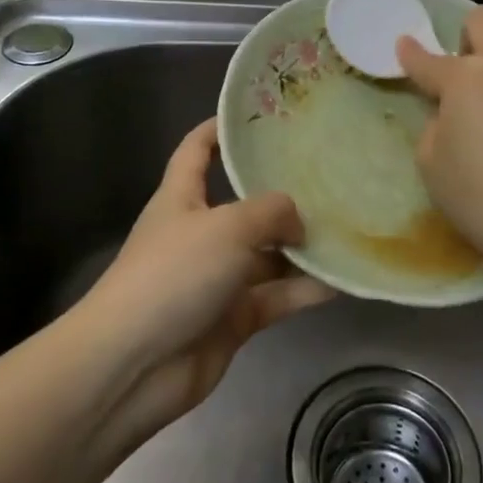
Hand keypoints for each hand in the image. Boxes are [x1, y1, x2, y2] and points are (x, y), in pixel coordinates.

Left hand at [82, 118, 333, 441]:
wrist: (134, 367)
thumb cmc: (174, 274)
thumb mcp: (227, 227)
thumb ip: (271, 212)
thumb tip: (299, 220)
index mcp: (182, 198)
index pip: (197, 150)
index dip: (221, 129)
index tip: (259, 116)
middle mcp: (200, 233)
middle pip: (244, 204)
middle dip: (282, 194)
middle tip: (330, 175)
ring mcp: (216, 278)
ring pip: (267, 255)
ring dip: (302, 247)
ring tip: (348, 228)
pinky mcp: (232, 319)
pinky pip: (275, 296)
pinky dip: (304, 290)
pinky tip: (342, 279)